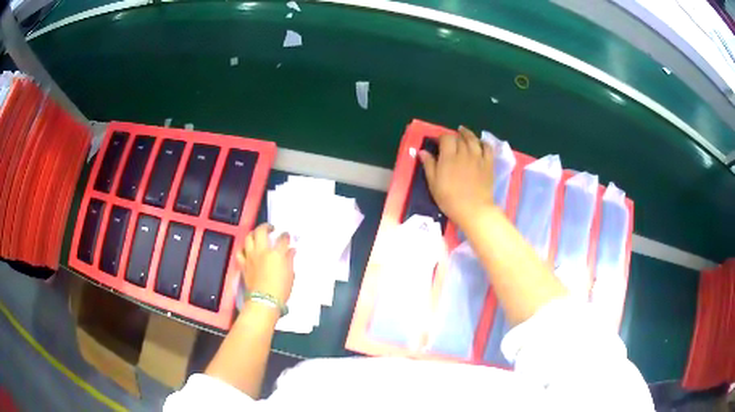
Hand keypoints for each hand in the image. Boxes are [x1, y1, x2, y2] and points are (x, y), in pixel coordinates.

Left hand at [236, 223, 294, 303]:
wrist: (264, 301)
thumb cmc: (281, 289)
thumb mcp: (290, 274)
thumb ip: (289, 260)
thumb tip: (291, 251)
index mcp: (276, 253)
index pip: (282, 239)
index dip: (285, 236)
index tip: (287, 235)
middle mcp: (262, 251)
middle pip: (261, 231)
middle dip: (266, 227)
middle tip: (271, 228)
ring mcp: (251, 257)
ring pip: (249, 238)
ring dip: (253, 234)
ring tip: (257, 235)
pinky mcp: (243, 264)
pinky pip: (240, 253)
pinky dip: (243, 249)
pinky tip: (247, 250)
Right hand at [419, 126, 494, 229]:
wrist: (474, 209)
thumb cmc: (450, 199)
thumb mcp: (434, 184)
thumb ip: (429, 165)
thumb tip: (422, 151)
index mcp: (449, 156)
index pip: (446, 138)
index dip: (442, 138)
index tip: (438, 142)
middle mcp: (464, 152)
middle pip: (459, 138)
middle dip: (454, 137)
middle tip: (451, 141)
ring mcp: (478, 157)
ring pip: (473, 140)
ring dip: (468, 134)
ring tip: (464, 133)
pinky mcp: (488, 164)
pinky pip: (488, 148)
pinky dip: (483, 143)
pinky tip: (480, 143)